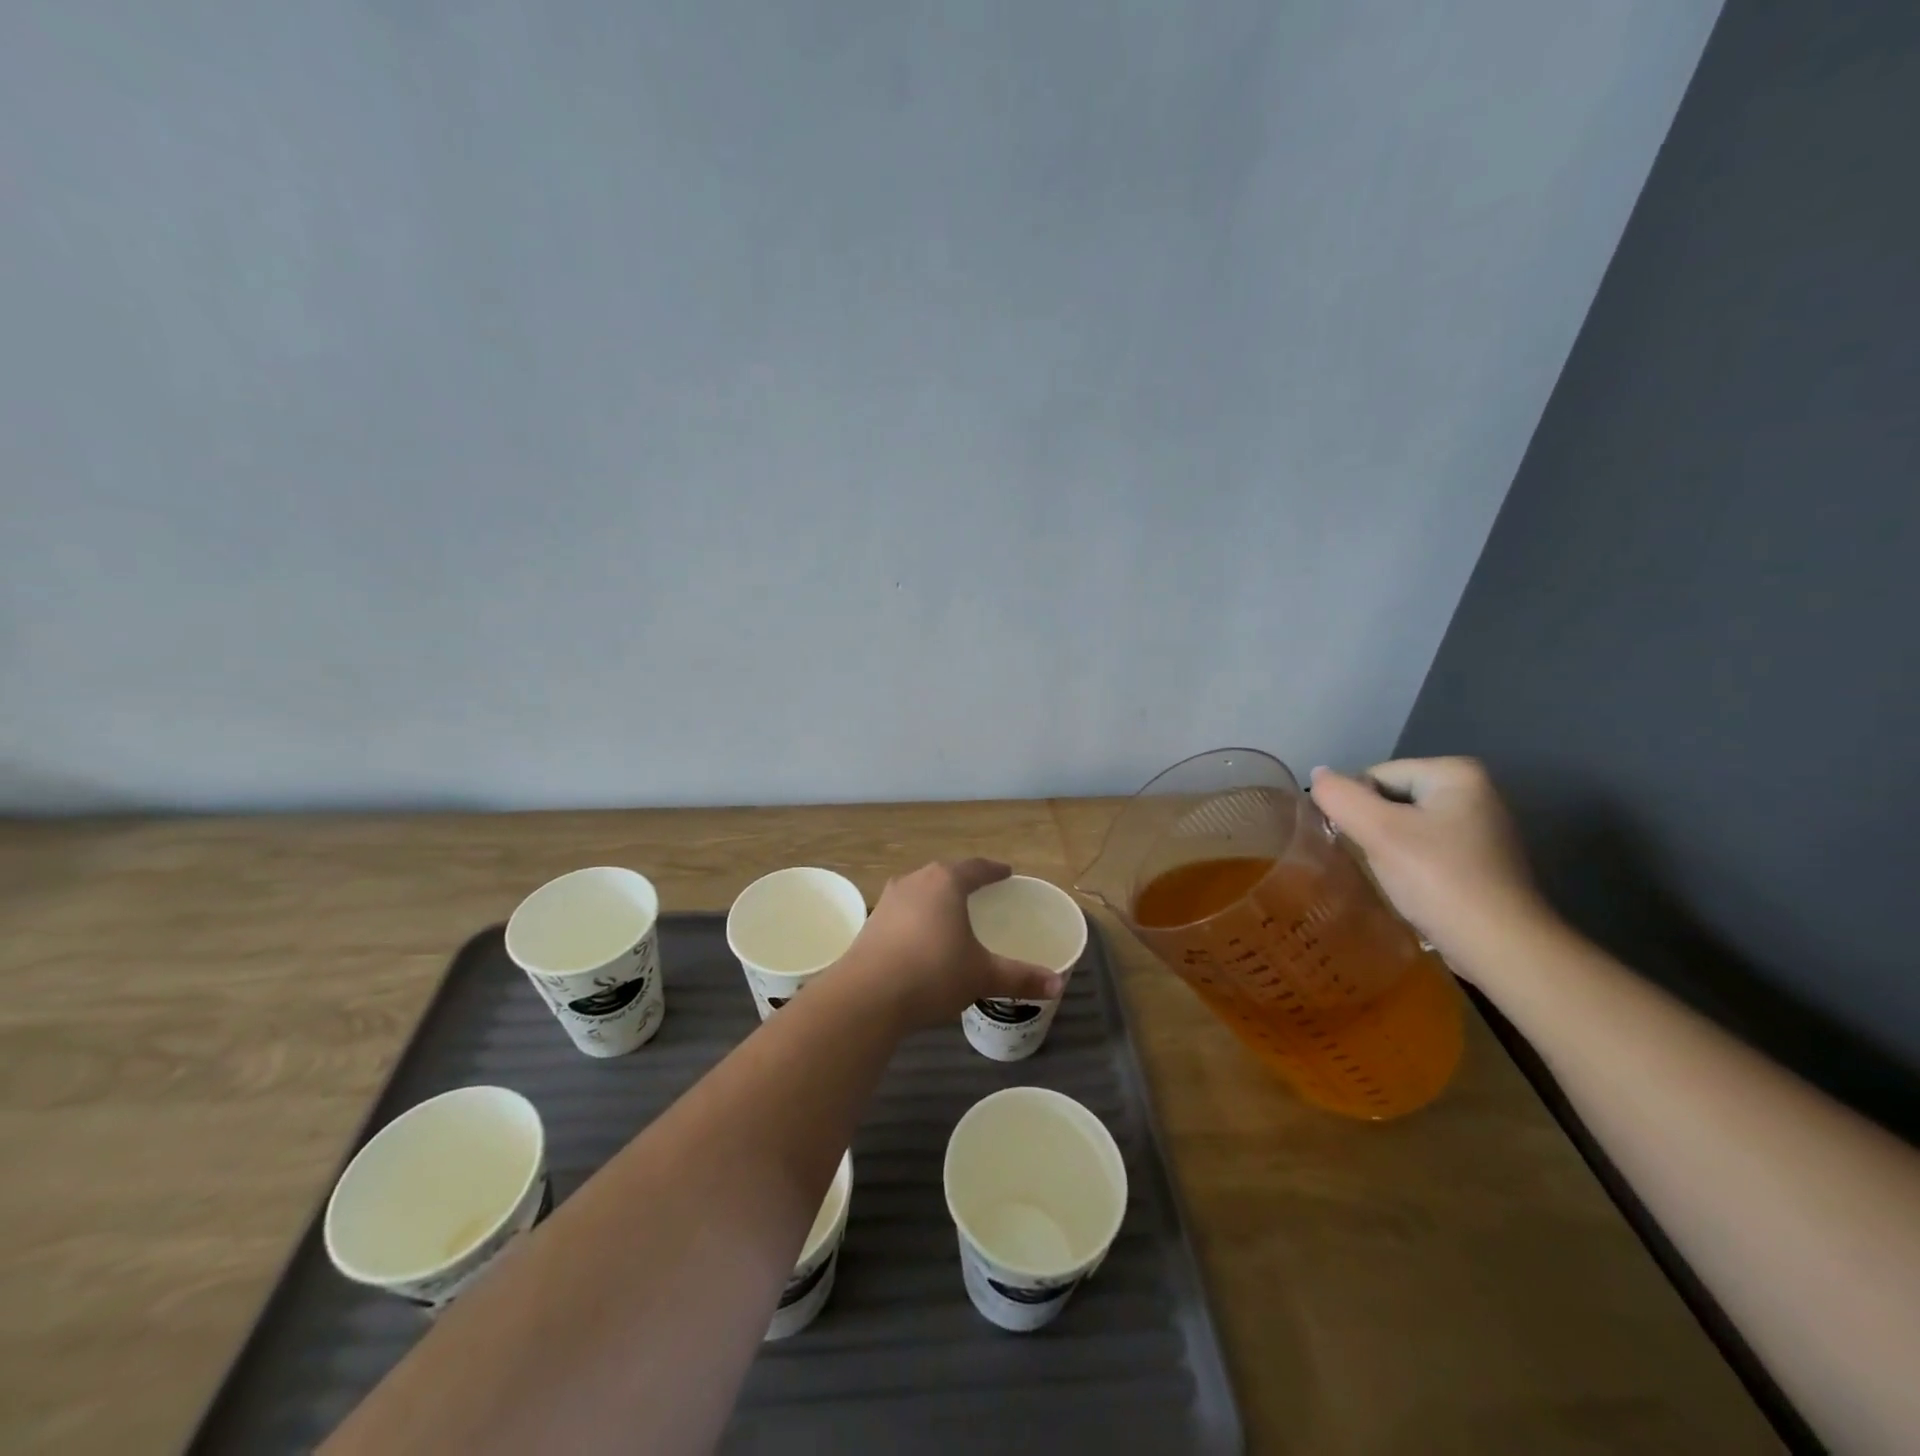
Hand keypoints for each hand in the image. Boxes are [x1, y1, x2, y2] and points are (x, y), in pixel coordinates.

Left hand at [836, 860, 1062, 1029]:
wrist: (866, 997)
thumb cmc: (932, 974)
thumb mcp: (982, 976)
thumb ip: (1020, 977)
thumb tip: (1058, 984)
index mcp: (946, 882)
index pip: (975, 867)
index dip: (993, 870)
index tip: (1005, 873)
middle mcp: (915, 881)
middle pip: (944, 874)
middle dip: (963, 881)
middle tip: (981, 892)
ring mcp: (888, 901)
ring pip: (919, 891)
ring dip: (936, 898)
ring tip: (950, 913)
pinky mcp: (871, 923)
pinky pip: (902, 911)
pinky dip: (917, 918)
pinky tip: (921, 938)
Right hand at [1309, 758, 1554, 969]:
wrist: (1501, 948)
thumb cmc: (1439, 880)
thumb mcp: (1379, 832)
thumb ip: (1340, 797)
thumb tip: (1317, 774)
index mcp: (1455, 773)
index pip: (1375, 776)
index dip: (1356, 807)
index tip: (1359, 844)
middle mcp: (1474, 791)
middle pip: (1390, 798)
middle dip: (1372, 827)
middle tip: (1370, 861)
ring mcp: (1480, 827)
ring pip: (1405, 826)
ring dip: (1386, 848)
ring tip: (1386, 877)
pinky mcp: (1480, 860)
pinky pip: (1424, 849)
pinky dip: (1408, 865)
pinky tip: (1408, 888)